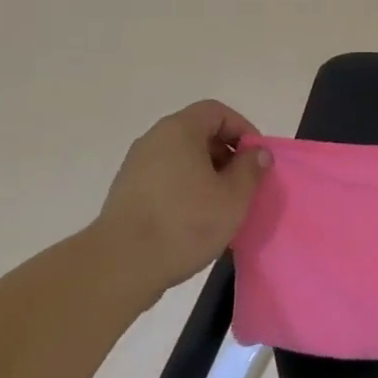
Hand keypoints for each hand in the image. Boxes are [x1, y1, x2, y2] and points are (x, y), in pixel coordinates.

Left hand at [96, 100, 269, 301]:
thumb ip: (250, 169)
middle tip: (241, 183)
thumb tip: (258, 153)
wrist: (120, 266)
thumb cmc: (183, 223)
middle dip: (225, 154)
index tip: (255, 158)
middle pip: (197, 133)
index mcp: (179, 130)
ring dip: (205, 174)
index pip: (216, 112)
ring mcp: (136, 166)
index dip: (242, 129)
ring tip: (220, 205)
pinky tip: (193, 220)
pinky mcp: (125, 193)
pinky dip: (184, 189)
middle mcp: (154, 139)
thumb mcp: (232, 198)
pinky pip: (164, 178)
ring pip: (181, 158)